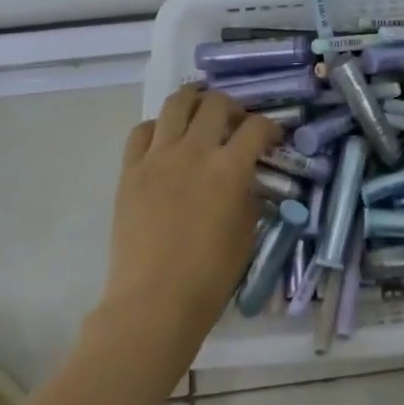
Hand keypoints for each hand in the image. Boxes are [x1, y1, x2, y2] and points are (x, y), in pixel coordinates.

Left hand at [100, 88, 280, 362]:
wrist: (153, 302)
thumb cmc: (210, 275)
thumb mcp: (246, 232)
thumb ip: (249, 194)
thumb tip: (246, 178)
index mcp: (229, 169)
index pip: (257, 127)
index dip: (271, 127)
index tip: (272, 137)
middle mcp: (194, 151)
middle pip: (216, 103)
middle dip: (233, 108)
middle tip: (236, 124)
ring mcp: (158, 157)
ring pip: (176, 103)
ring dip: (194, 102)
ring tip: (201, 115)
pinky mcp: (130, 170)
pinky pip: (142, 131)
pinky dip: (158, 127)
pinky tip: (166, 141)